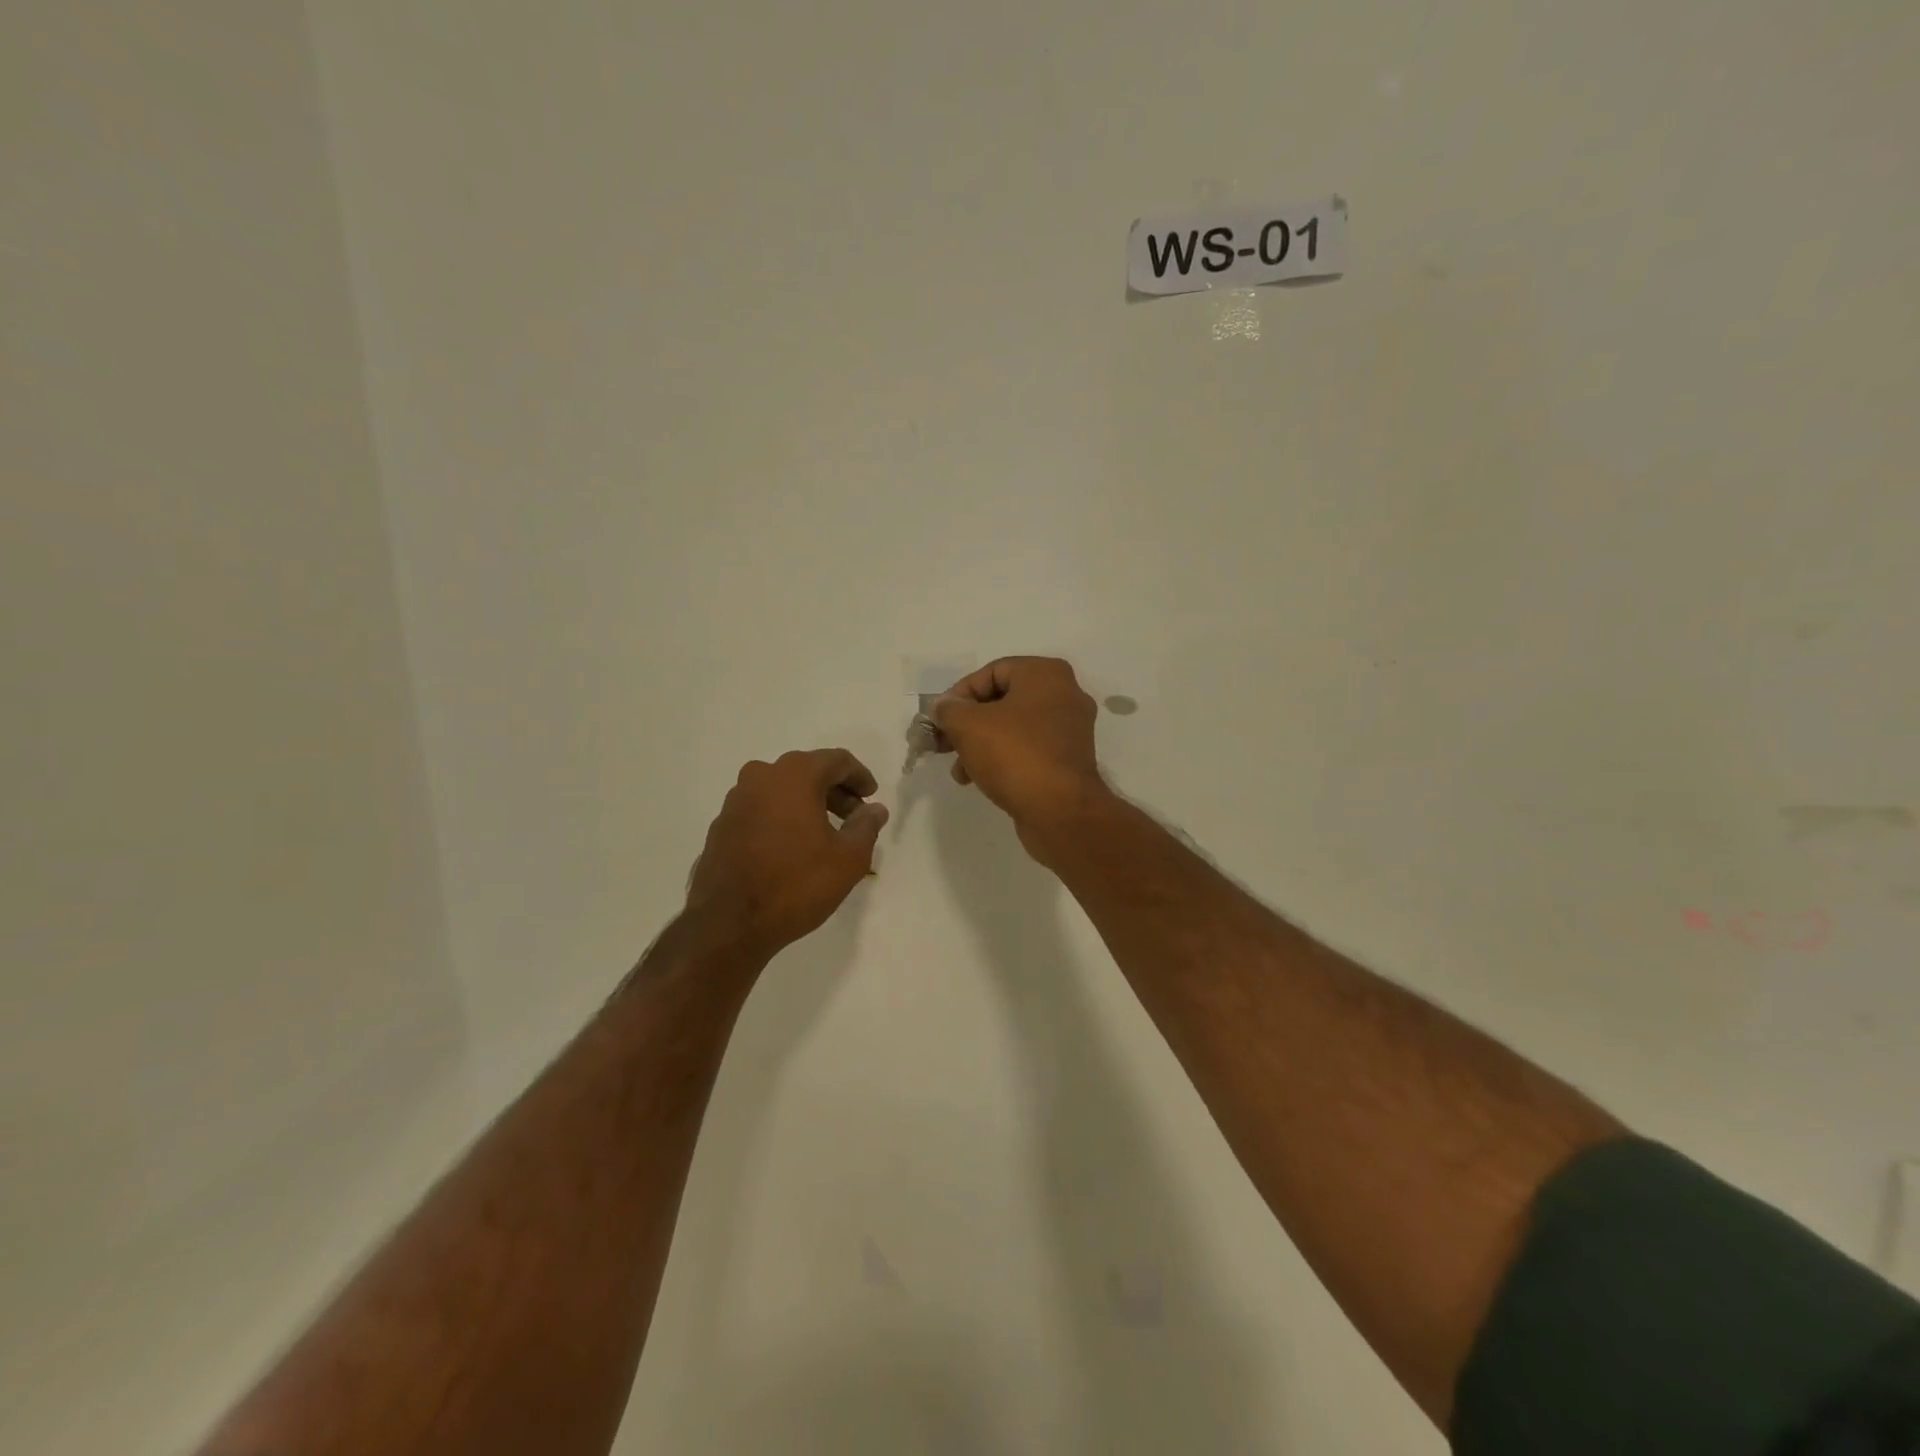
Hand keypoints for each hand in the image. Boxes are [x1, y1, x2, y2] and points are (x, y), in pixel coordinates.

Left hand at [686, 749, 888, 956]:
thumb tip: (874, 809)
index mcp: (795, 776)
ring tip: (826, 833)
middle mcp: (761, 776)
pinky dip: (782, 817)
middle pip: (807, 771)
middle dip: (834, 790)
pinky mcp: (722, 824)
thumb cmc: (796, 884)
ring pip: (782, 789)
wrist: (729, 924)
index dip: (859, 776)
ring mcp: (736, 800)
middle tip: (854, 816)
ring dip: (807, 803)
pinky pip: (761, 808)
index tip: (872, 796)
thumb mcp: (848, 859)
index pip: (836, 760)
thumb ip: (866, 826)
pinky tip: (793, 846)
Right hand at [932, 657, 1108, 836]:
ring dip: (981, 745)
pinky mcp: (1068, 761)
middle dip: (968, 723)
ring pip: (1013, 728)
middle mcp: (1064, 695)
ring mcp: (1070, 730)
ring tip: (960, 770)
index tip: (940, 719)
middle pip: (1002, 701)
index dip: (959, 694)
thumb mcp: (969, 726)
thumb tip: (943, 707)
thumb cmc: (1014, 755)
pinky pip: (1028, 750)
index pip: (991, 672)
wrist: (1060, 812)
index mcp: (1046, 674)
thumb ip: (949, 710)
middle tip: (944, 743)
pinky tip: (980, 780)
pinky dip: (1003, 759)